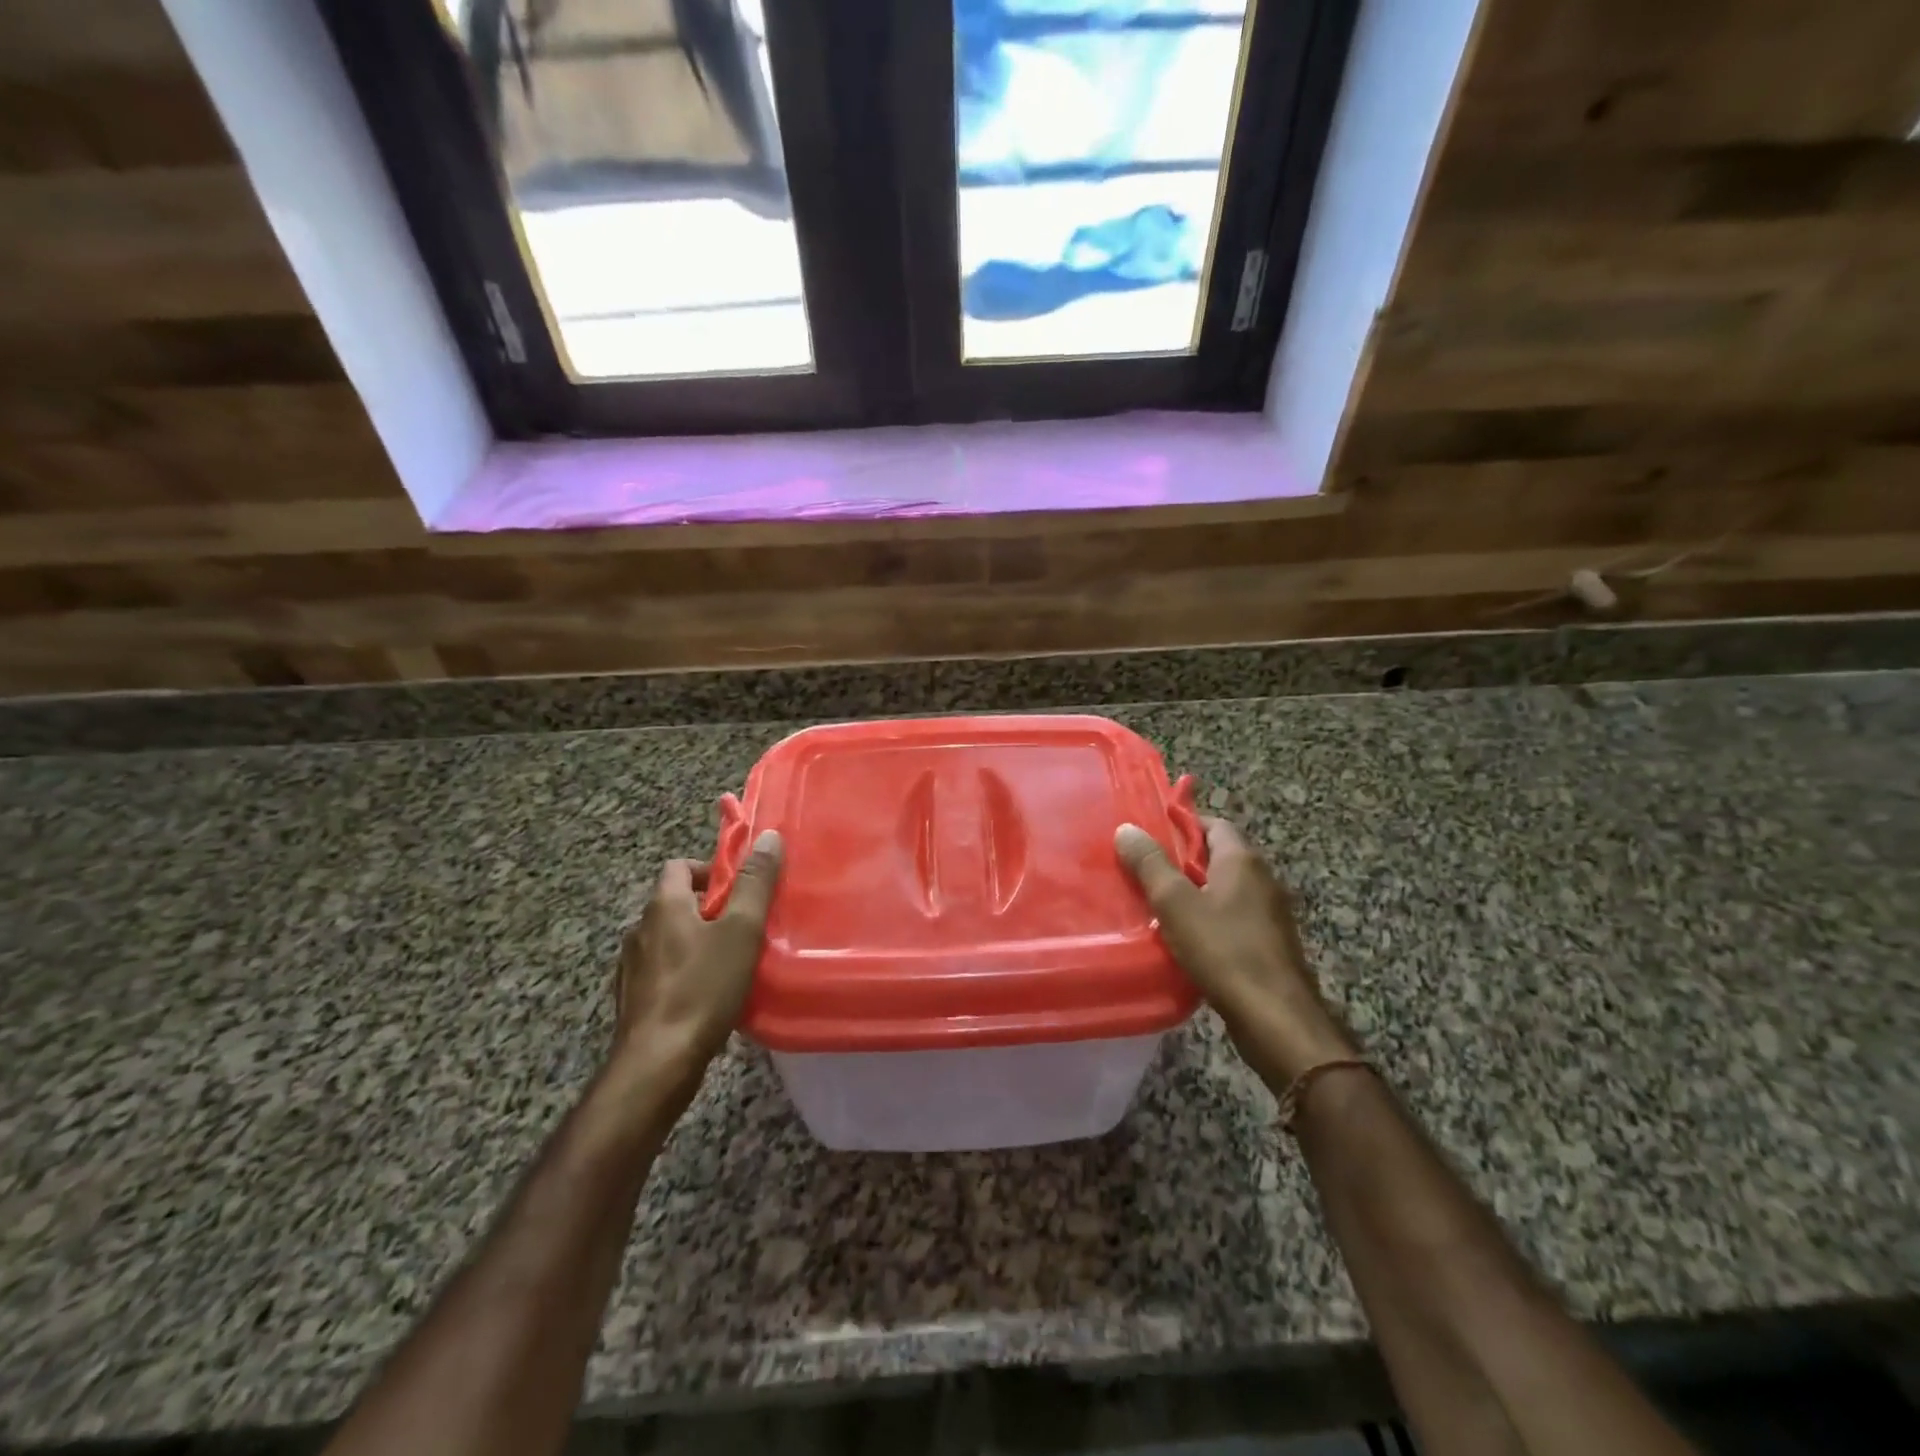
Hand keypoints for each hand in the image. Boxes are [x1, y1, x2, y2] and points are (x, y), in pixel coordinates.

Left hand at [614, 830, 783, 1072]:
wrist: (657, 1063)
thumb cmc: (702, 988)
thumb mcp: (741, 931)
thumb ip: (756, 883)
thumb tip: (769, 837)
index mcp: (663, 906)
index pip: (679, 866)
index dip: (711, 870)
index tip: (740, 889)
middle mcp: (640, 930)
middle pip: (676, 903)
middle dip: (710, 909)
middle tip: (745, 927)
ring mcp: (631, 968)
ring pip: (670, 940)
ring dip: (697, 942)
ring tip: (731, 963)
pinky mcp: (633, 1000)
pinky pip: (663, 972)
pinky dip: (685, 973)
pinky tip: (708, 996)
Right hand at [1116, 816, 1354, 1085]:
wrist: (1275, 1017)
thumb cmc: (1223, 950)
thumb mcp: (1175, 903)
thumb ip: (1150, 864)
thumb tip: (1127, 828)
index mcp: (1242, 860)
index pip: (1213, 824)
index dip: (1182, 825)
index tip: (1149, 835)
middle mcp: (1262, 879)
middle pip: (1218, 856)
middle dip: (1182, 861)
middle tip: (1144, 870)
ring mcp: (1269, 913)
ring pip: (1224, 890)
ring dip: (1194, 893)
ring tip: (1156, 905)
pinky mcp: (1269, 943)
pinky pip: (1232, 918)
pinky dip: (1208, 920)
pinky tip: (1184, 939)